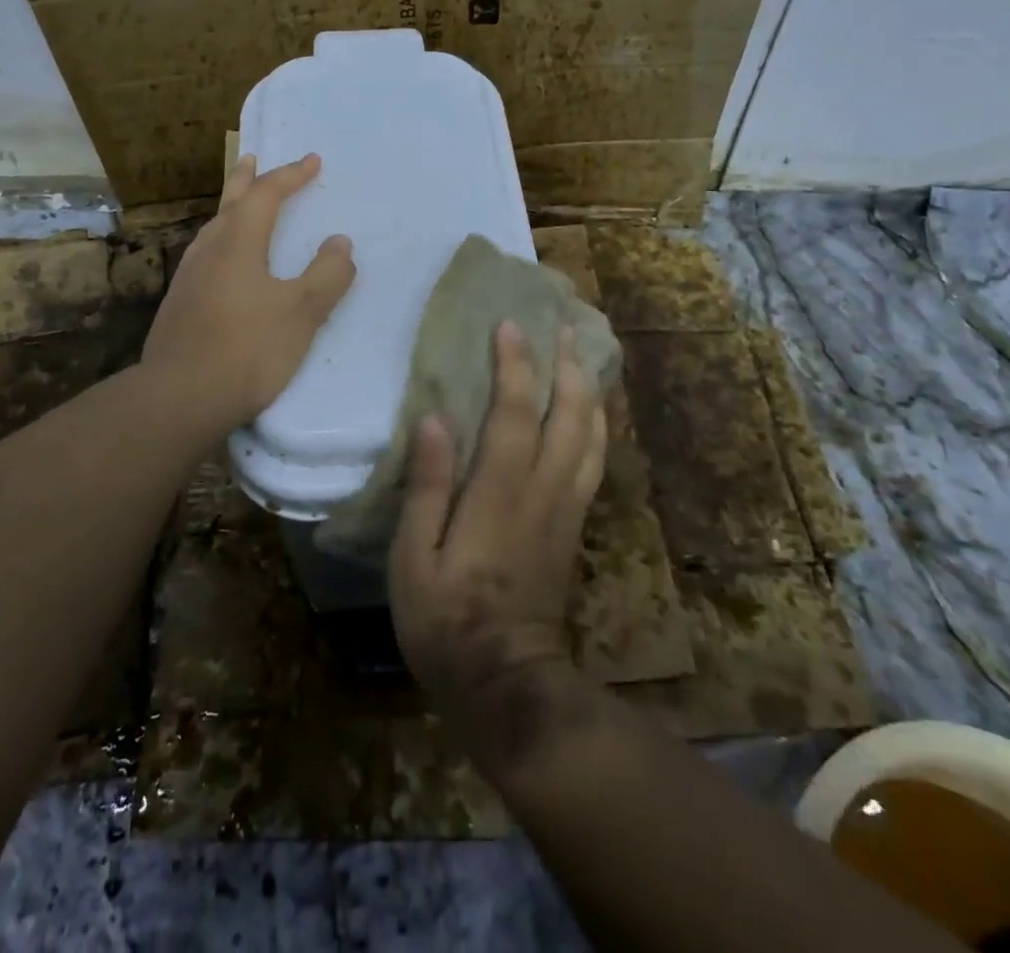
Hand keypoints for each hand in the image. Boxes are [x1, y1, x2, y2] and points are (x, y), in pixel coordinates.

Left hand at [139, 153, 355, 436]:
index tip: (313, 161)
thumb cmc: (248, 349)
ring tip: (241, 207)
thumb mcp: (302, 312)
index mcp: (238, 243)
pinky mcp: (179, 306)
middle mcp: (208, 251)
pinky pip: (206, 257)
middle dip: (246, 179)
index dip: (291, 176)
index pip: (266, 196)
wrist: (181, 397)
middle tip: (253, 158)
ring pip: (213, 230)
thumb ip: (326, 274)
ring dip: (231, 210)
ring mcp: (188, 278)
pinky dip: (223, 242)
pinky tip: (225, 265)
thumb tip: (340, 243)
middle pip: (229, 203)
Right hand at [389, 321, 607, 772]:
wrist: (506, 685)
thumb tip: (434, 420)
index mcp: (499, 495)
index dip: (514, 366)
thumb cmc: (445, 621)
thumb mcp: (413, 560)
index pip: (514, 414)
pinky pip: (594, 463)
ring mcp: (566, 509)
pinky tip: (591, 411)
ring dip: (589, 390)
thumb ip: (427, 487)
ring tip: (583, 354)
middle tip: (562, 324)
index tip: (510, 324)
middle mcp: (542, 492)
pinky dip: (596, 427)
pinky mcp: (573, 526)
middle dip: (567, 365)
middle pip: (568, 416)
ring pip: (590, 436)